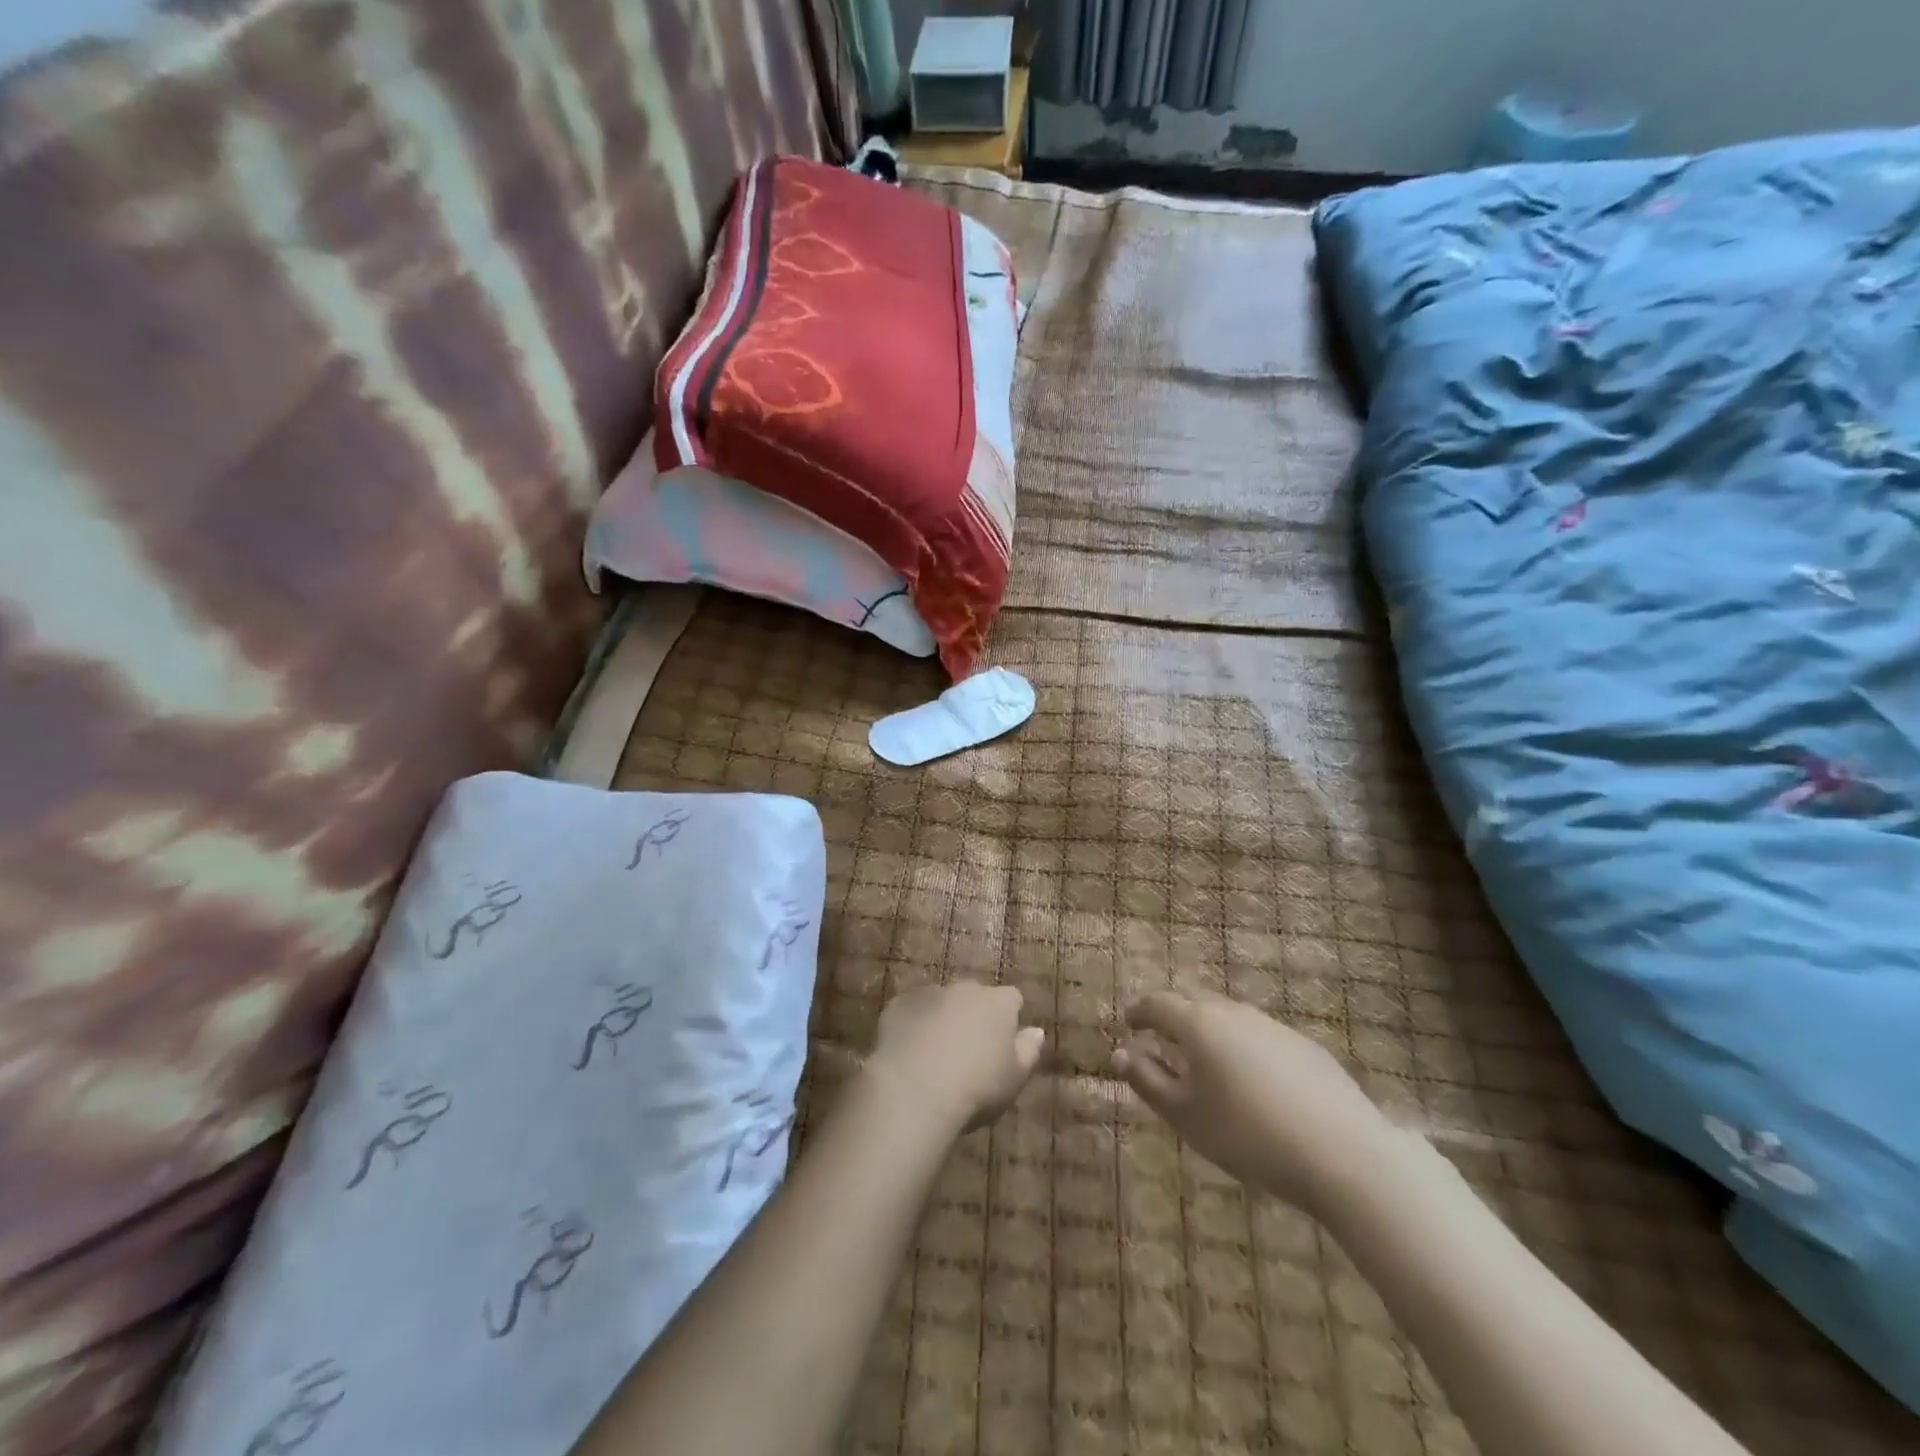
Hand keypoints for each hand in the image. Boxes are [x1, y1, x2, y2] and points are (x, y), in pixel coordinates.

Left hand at [865, 982, 1045, 1134]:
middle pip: (975, 996)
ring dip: (942, 1018)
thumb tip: (1036, 1031)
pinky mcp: (898, 1004)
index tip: (1003, 1044)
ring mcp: (929, 993)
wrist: (914, 1089)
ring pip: (941, 1001)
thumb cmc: (976, 1088)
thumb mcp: (1014, 1078)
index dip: (1009, 1019)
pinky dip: (913, 1024)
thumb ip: (1028, 1051)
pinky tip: (908, 1053)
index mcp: (998, 1003)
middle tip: (968, 1051)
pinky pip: (911, 1010)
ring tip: (934, 1055)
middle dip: (973, 1015)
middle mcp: (965, 989)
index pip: (1012, 999)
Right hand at [1112, 991, 1395, 1216]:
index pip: (1158, 1004)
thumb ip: (1147, 1081)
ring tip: (1208, 1065)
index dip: (1140, 1012)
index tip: (1129, 1023)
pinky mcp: (1306, 1048)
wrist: (1343, 1155)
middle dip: (1175, 1019)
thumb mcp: (1185, 1116)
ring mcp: (1274, 1027)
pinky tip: (1254, 1084)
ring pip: (1231, 1020)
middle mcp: (1234, 1013)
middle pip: (1195, 1005)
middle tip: (1164, 1043)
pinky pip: (1261, 1038)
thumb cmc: (1247, 1135)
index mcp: (1198, 1024)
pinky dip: (1245, 1050)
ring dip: (1211, 1034)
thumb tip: (1120, 1053)